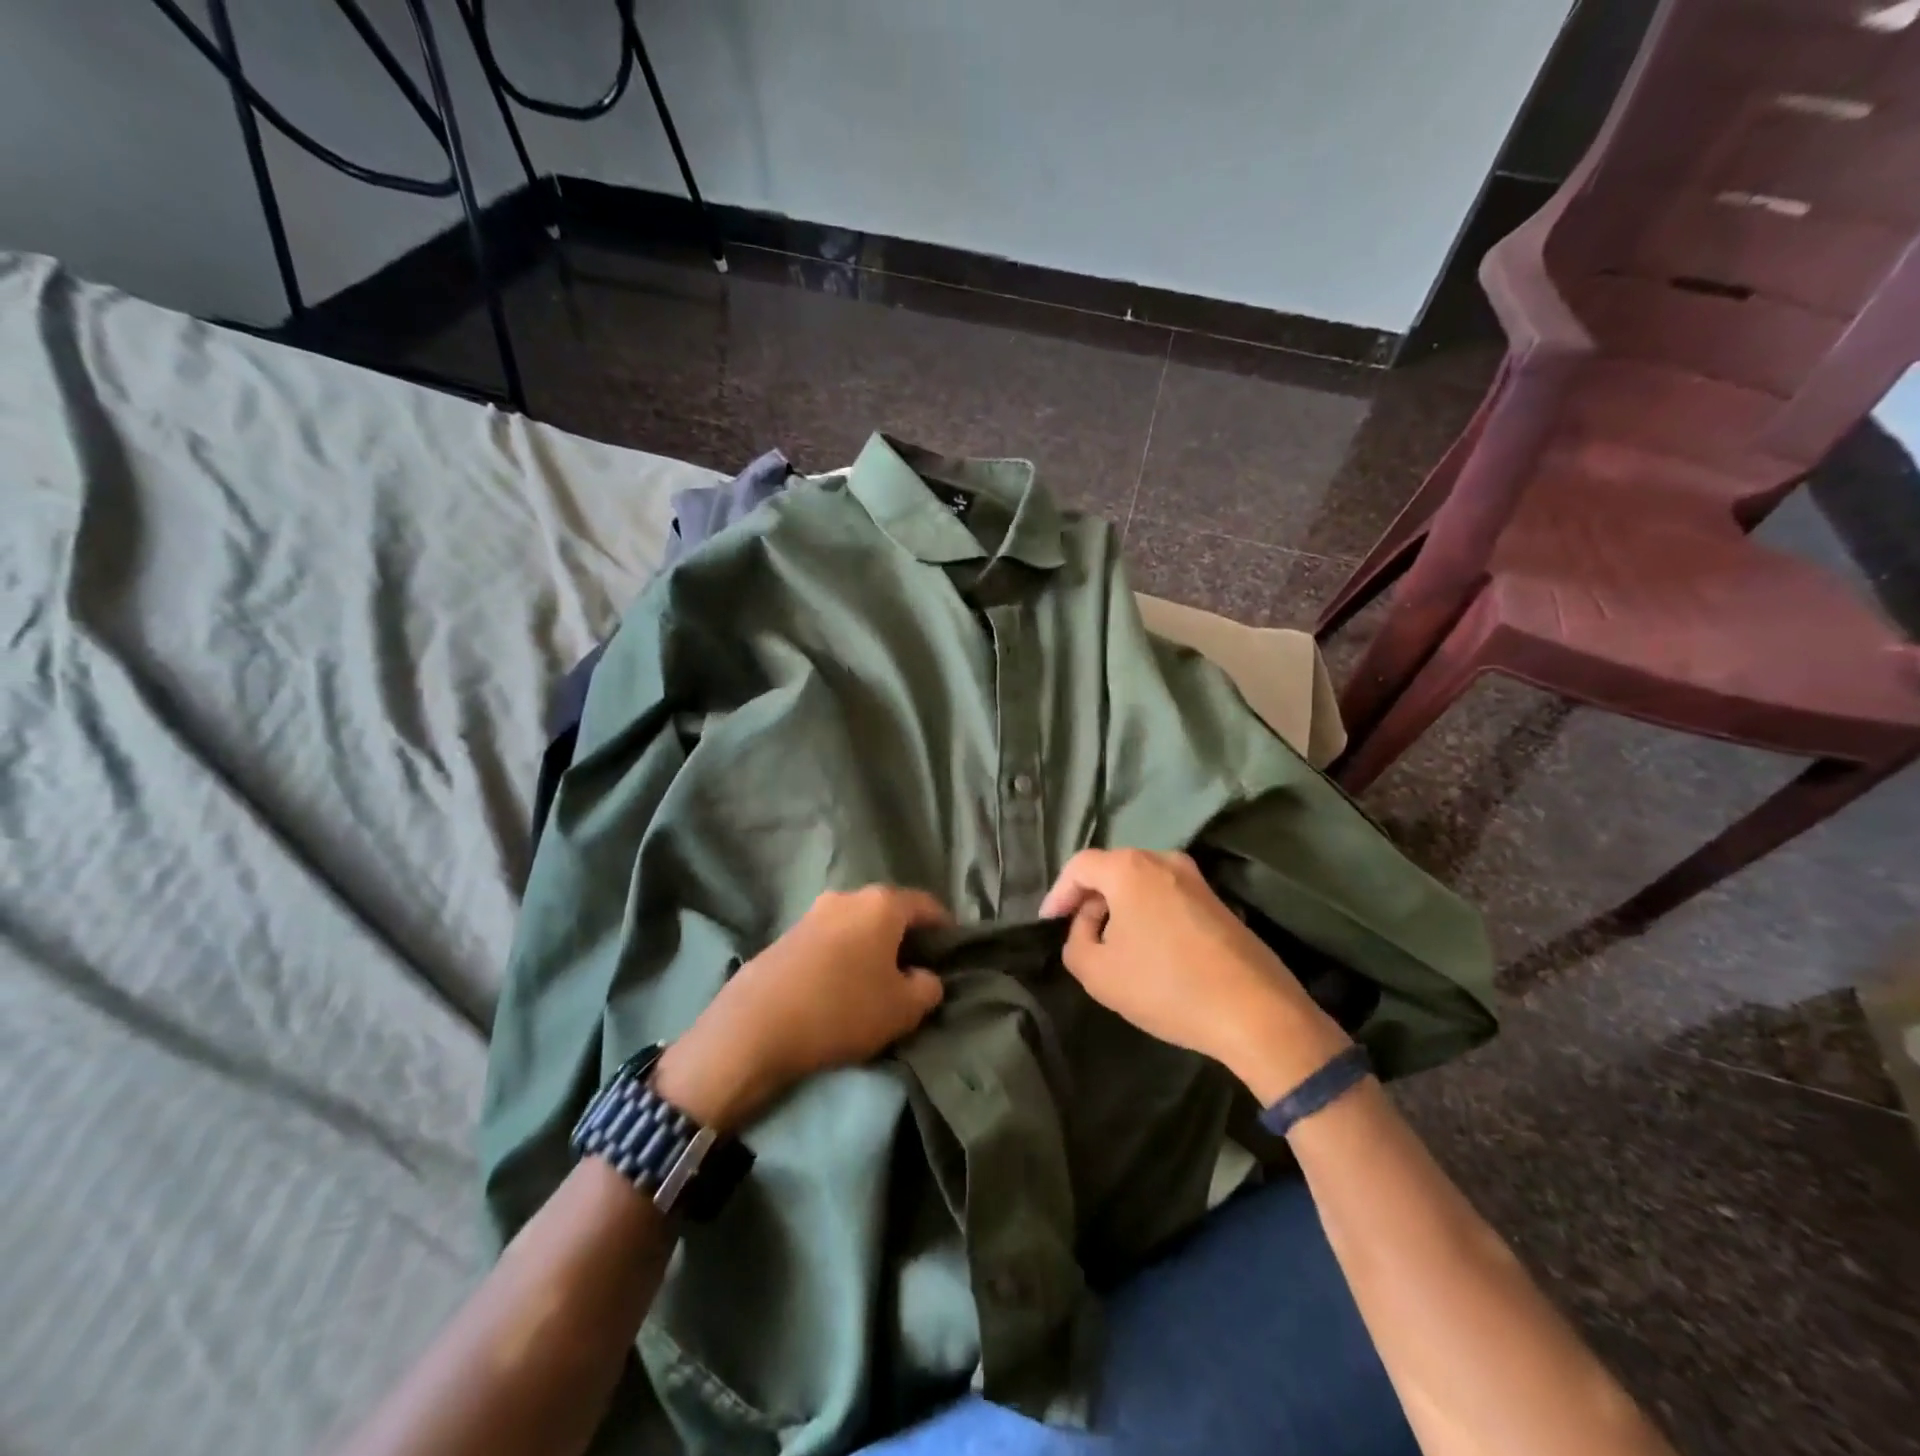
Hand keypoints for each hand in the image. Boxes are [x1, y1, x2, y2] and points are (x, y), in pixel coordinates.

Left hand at [652, 886, 949, 1130]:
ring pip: (857, 925)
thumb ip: (927, 988)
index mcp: (881, 904)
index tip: (951, 952)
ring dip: (871, 946)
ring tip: (876, 980)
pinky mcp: (787, 934)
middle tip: (915, 969)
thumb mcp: (903, 1009)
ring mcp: (813, 913)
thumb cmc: (842, 1010)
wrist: (755, 1026)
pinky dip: (844, 955)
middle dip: (905, 936)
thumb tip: (923, 977)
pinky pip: (830, 939)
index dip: (945, 928)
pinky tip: (841, 985)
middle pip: (889, 911)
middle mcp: (847, 896)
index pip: (927, 905)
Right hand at [1040, 849, 1349, 1101]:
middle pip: (1111, 869)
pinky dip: (1146, 913)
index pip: (1079, 866)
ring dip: (1119, 907)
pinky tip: (1148, 948)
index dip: (1058, 893)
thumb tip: (1088, 925)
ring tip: (1110, 943)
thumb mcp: (1097, 973)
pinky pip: (1166, 896)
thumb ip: (1075, 942)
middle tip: (1077, 932)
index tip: (1048, 923)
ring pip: (1140, 882)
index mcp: (1129, 868)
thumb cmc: (1166, 986)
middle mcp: (1163, 860)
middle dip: (1089, 898)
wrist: (1255, 1012)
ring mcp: (1195, 878)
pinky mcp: (1217, 901)